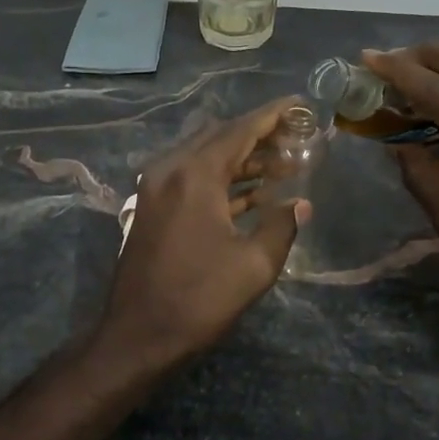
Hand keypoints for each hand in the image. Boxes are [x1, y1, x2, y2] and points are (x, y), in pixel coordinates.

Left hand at [99, 98, 310, 369]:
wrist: (138, 336)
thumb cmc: (198, 299)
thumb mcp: (253, 265)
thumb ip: (281, 225)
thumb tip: (300, 205)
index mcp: (194, 175)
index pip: (240, 130)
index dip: (273, 115)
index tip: (300, 103)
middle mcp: (171, 170)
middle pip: (220, 137)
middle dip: (259, 135)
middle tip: (297, 135)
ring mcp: (157, 188)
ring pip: (206, 157)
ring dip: (243, 159)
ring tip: (285, 163)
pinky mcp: (153, 208)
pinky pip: (193, 179)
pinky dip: (223, 180)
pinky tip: (254, 192)